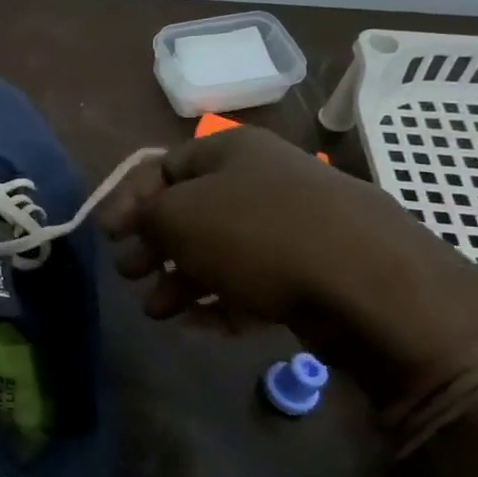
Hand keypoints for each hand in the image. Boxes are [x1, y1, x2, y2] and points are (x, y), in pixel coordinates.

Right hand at [101, 126, 477, 400]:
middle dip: (154, 246)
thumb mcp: (177, 217)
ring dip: (182, 280)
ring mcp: (293, 226)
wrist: (371, 285)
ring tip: (158, 312)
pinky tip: (199, 325)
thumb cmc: (256, 233)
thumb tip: (138, 226)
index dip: (127, 200)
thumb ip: (143, 217)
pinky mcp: (316, 270)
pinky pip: (255, 281)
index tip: (106, 236)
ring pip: (220, 250)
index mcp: (229, 151)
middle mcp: (262, 180)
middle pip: (190, 211)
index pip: (161, 167)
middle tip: (130, 275)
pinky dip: (222, 299)